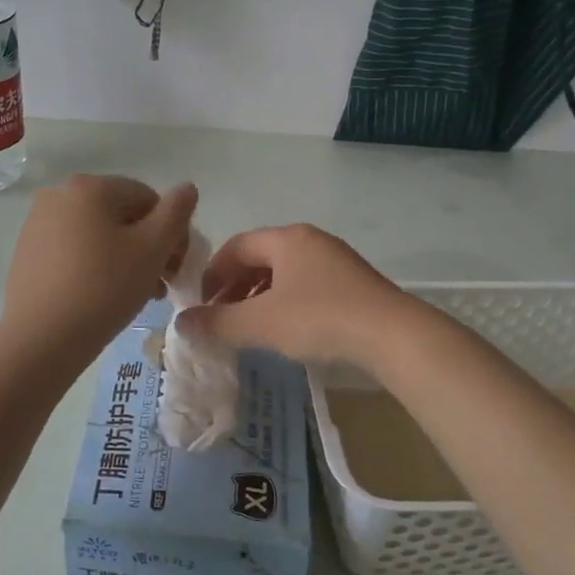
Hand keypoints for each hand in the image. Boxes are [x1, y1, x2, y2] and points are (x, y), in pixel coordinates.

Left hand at [2, 176, 197, 355]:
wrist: (41, 338)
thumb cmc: (104, 288)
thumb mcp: (152, 249)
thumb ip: (176, 213)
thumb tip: (187, 189)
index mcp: (90, 187)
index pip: (148, 199)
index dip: (172, 232)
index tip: (177, 269)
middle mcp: (59, 195)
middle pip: (122, 216)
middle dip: (148, 248)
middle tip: (161, 285)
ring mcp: (38, 223)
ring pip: (98, 235)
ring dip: (125, 259)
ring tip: (137, 295)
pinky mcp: (27, 252)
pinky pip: (74, 250)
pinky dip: (95, 266)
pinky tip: (103, 297)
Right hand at [179, 223, 417, 368]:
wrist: (393, 336)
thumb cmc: (319, 319)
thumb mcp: (260, 323)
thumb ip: (217, 323)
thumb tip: (181, 324)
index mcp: (287, 239)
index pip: (235, 246)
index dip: (212, 274)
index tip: (201, 305)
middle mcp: (311, 241)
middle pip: (260, 258)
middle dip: (234, 287)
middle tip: (221, 318)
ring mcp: (336, 261)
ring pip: (284, 274)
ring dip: (259, 297)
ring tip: (250, 328)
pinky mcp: (353, 284)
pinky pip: (306, 286)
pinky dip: (285, 303)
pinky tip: (286, 331)